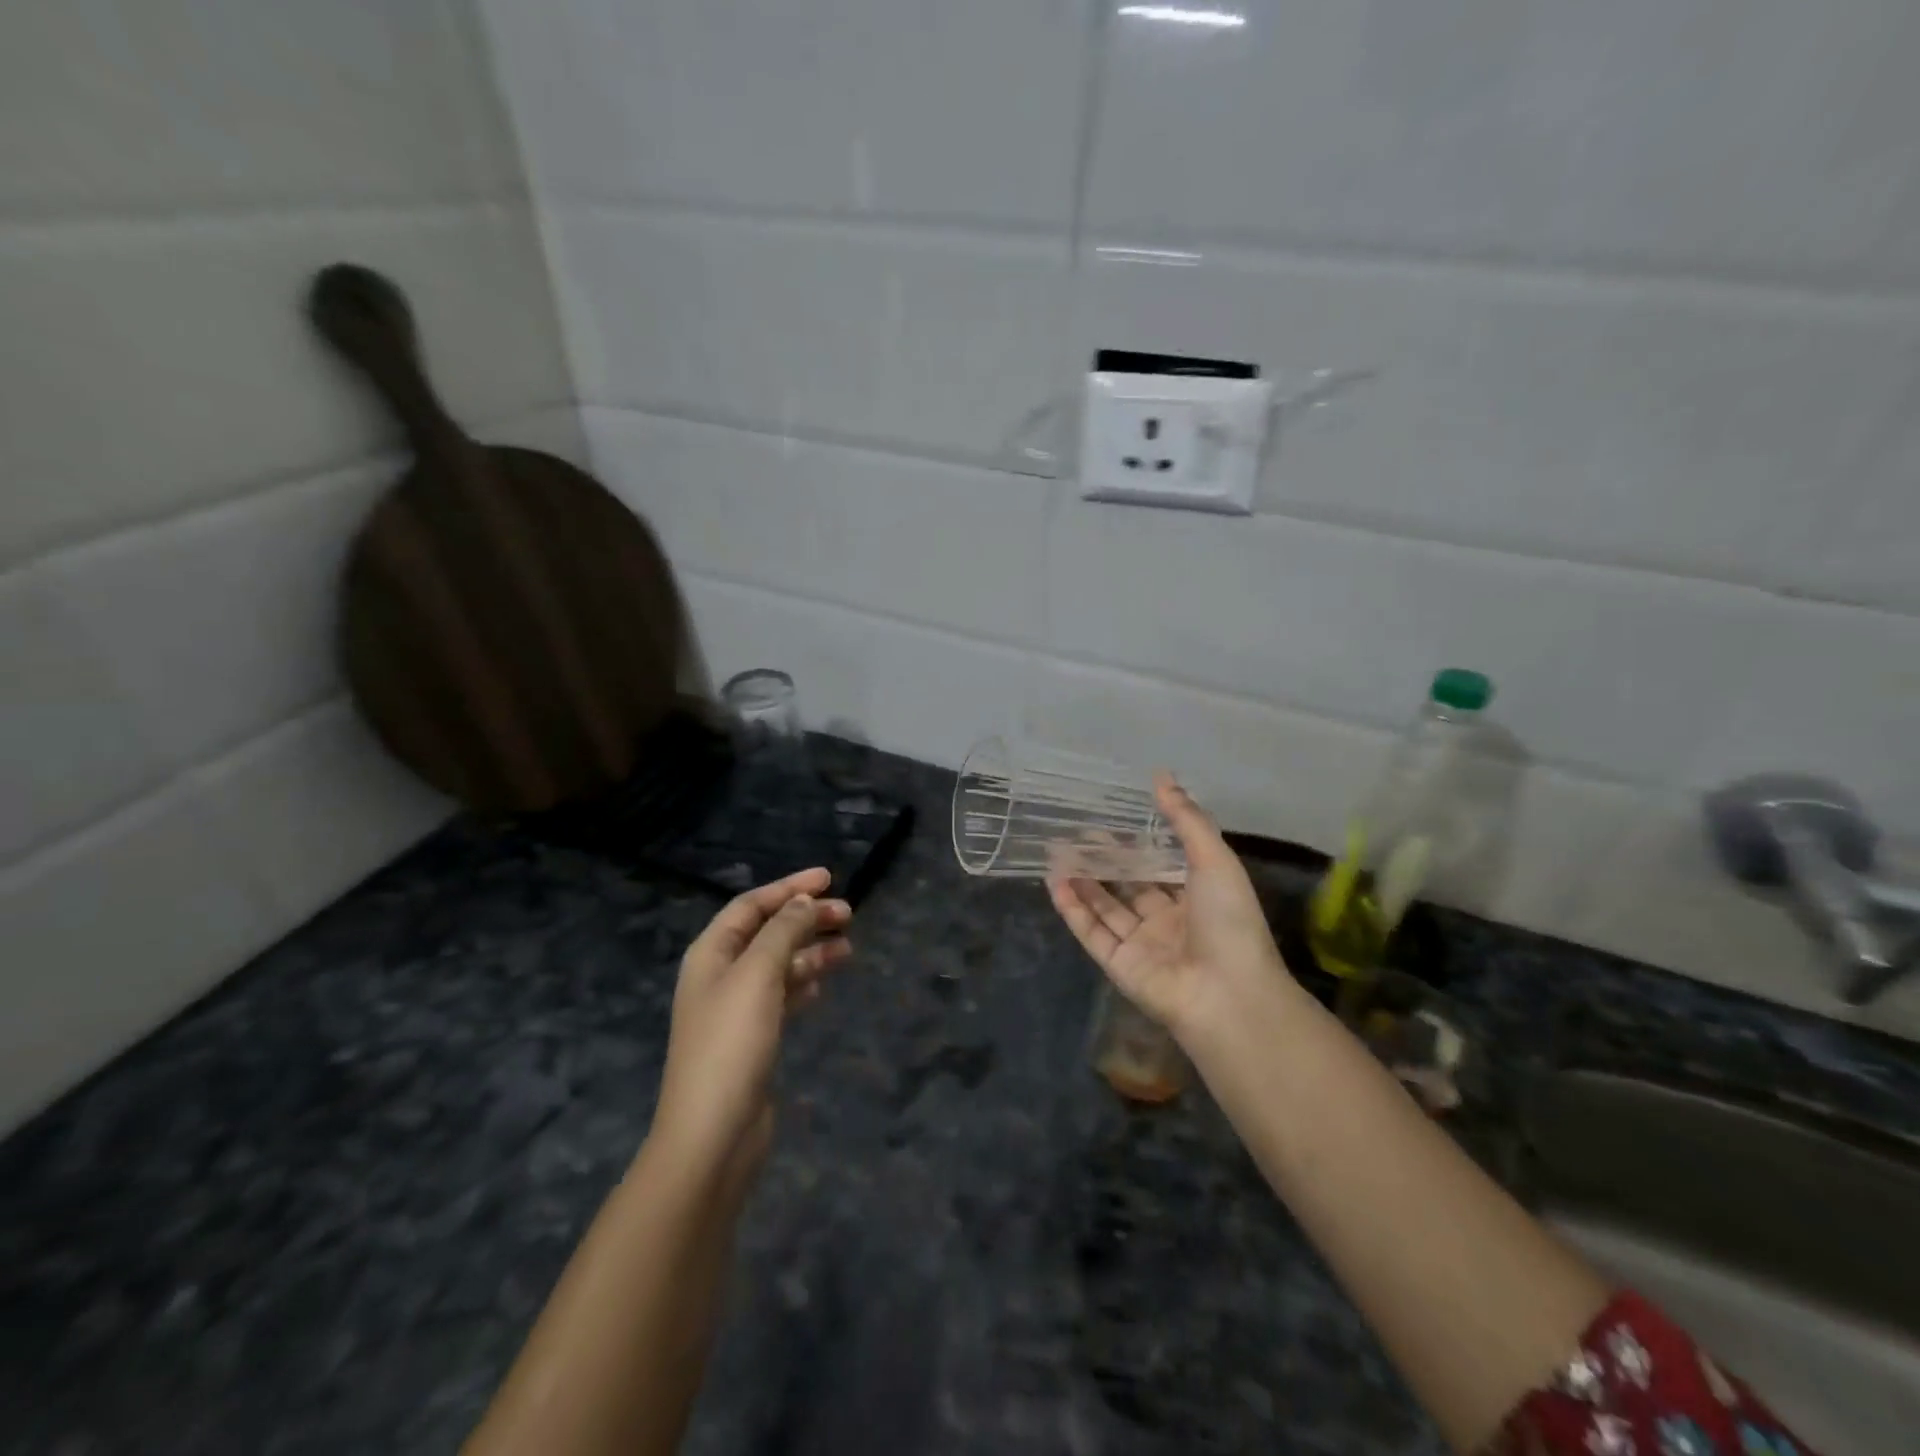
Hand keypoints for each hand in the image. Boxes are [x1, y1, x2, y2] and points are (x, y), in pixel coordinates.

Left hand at [653, 868, 851, 1185]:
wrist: (713, 1135)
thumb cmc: (732, 1044)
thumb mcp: (758, 975)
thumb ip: (782, 932)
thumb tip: (803, 901)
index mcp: (711, 954)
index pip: (751, 905)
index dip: (789, 887)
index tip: (829, 877)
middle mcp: (721, 975)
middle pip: (768, 932)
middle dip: (806, 918)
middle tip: (848, 913)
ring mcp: (737, 1009)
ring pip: (779, 964)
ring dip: (811, 950)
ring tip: (848, 948)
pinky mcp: (753, 1038)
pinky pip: (783, 996)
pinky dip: (804, 983)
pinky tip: (824, 983)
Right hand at [1048, 774, 1296, 1046]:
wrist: (1227, 994)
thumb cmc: (1228, 921)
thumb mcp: (1214, 859)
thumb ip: (1186, 819)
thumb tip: (1162, 776)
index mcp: (1197, 899)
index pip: (1162, 867)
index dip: (1138, 845)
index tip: (1112, 820)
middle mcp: (1168, 921)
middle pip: (1129, 886)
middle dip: (1104, 862)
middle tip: (1076, 834)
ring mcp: (1142, 946)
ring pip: (1105, 908)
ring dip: (1083, 881)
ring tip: (1057, 852)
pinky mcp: (1118, 965)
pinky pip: (1091, 932)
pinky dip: (1072, 908)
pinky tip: (1055, 881)